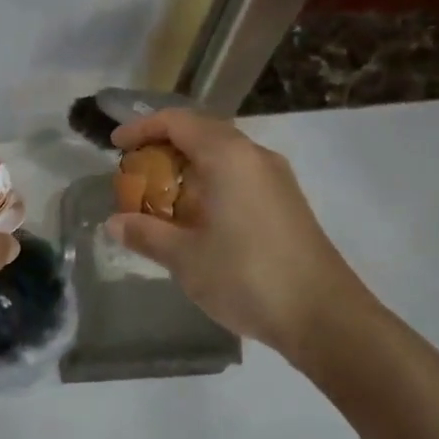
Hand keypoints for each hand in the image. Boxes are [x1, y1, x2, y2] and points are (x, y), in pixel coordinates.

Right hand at [109, 110, 384, 361]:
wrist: (324, 316)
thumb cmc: (247, 277)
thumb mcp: (185, 258)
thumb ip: (146, 234)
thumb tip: (114, 223)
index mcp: (228, 156)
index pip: (177, 121)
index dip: (142, 128)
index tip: (116, 147)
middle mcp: (254, 156)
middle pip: (201, 132)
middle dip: (163, 147)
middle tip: (135, 173)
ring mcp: (276, 179)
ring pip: (223, 155)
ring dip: (188, 167)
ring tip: (160, 197)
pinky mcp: (286, 202)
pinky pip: (239, 176)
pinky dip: (210, 183)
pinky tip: (197, 218)